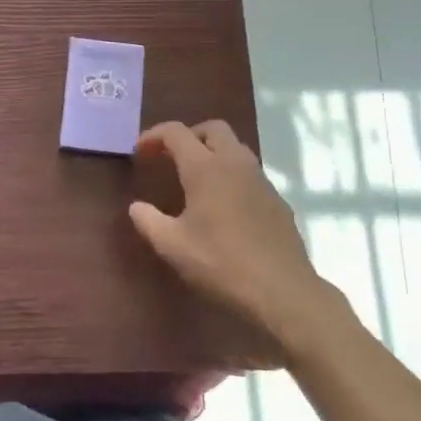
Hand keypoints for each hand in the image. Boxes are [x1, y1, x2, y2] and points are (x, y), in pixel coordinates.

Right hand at [130, 121, 345, 356]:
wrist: (283, 292)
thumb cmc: (221, 263)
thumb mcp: (172, 246)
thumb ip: (149, 221)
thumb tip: (136, 207)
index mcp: (206, 168)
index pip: (176, 133)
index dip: (154, 136)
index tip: (140, 152)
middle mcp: (235, 164)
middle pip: (213, 129)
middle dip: (188, 136)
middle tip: (170, 157)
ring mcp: (261, 181)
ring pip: (235, 148)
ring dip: (212, 153)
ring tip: (195, 180)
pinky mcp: (278, 201)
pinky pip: (250, 173)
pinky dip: (231, 175)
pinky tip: (224, 206)